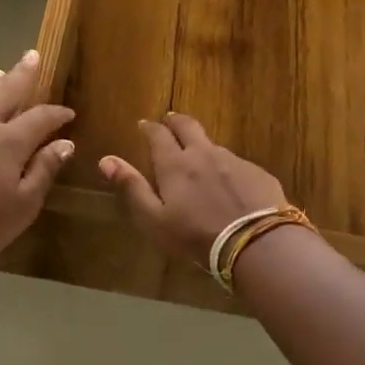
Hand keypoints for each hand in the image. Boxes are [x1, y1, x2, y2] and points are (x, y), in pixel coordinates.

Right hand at [99, 113, 287, 265]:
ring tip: (199, 160)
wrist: (256, 243)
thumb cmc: (196, 236)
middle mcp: (204, 154)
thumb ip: (132, 187)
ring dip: (202, 147)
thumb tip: (106, 160)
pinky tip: (230, 186)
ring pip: (213, 145)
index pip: (158, 135)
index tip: (144, 125)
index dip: (150, 128)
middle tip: (170, 121)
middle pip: (188, 126)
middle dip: (176, 121)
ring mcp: (234, 161)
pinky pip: (237, 165)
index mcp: (175, 164)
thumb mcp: (154, 219)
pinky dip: (227, 169)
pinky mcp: (258, 173)